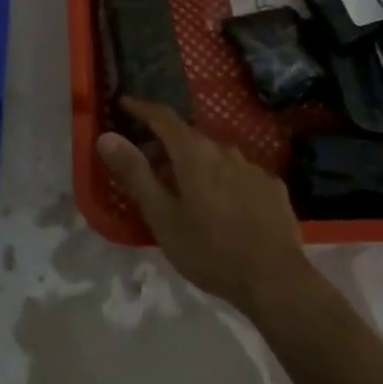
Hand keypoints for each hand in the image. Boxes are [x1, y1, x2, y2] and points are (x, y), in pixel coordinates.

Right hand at [97, 98, 313, 318]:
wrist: (275, 280)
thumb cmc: (210, 250)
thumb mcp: (162, 217)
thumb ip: (135, 173)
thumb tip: (107, 137)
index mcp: (194, 153)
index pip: (163, 118)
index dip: (142, 108)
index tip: (125, 103)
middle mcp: (225, 150)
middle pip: (189, 137)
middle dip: (165, 144)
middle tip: (148, 162)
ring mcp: (252, 167)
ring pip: (216, 155)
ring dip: (195, 162)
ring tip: (184, 188)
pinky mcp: (273, 187)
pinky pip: (239, 173)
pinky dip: (223, 179)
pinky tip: (223, 205)